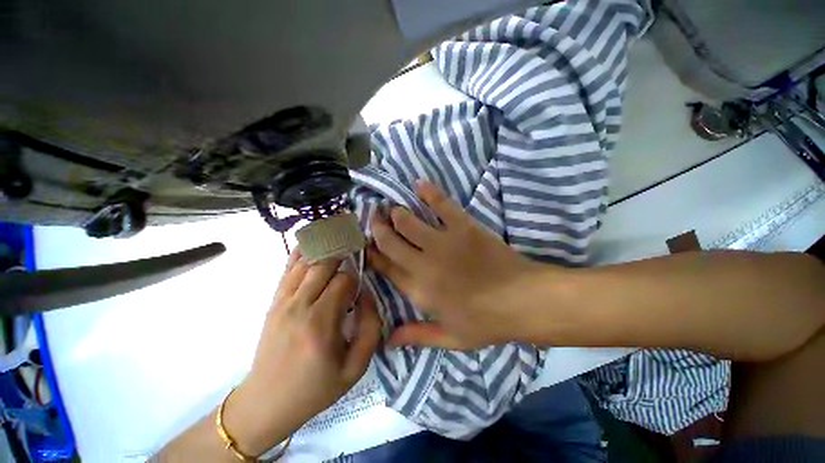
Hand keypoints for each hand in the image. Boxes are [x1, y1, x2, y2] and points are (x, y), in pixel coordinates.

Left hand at [224, 252, 381, 455]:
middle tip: (354, 247)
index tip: (360, 287)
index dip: (356, 278)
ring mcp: (282, 301)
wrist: (266, 403)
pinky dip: (300, 252)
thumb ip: (370, 327)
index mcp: (321, 323)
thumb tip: (368, 295)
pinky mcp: (274, 302)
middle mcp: (299, 306)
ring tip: (338, 236)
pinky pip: (287, 269)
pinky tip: (311, 241)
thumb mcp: (356, 367)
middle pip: (324, 264)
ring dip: (324, 247)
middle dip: (342, 254)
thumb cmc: (316, 388)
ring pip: (306, 261)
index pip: (344, 281)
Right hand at [368, 180, 545, 349]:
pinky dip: (429, 192)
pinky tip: (419, 184)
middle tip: (375, 219)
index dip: (373, 254)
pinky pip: (442, 204)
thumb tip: (387, 342)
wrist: (523, 300)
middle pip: (390, 241)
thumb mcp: (451, 338)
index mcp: (419, 290)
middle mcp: (424, 264)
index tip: (367, 244)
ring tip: (393, 209)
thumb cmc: (487, 322)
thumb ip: (417, 336)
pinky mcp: (463, 226)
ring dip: (397, 213)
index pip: (386, 268)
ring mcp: (443, 242)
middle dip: (377, 228)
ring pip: (408, 221)